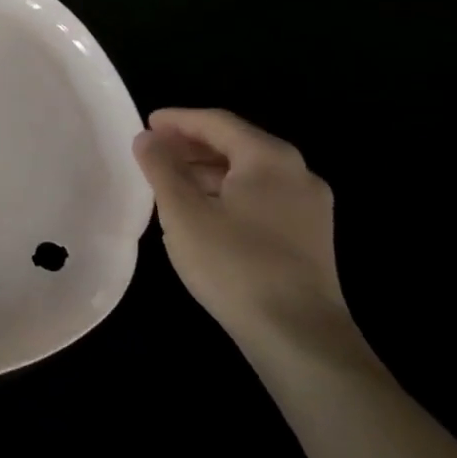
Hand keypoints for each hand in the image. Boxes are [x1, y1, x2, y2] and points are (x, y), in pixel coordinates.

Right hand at [133, 109, 352, 357]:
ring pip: (250, 172)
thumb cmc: (234, 264)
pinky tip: (203, 211)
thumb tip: (146, 138)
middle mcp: (297, 173)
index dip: (178, 120)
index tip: (146, 124)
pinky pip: (262, 196)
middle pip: (237, 144)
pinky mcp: (310, 237)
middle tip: (154, 152)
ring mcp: (309, 207)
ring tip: (171, 182)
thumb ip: (161, 168)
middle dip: (192, 144)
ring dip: (208, 170)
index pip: (217, 122)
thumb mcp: (183, 212)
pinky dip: (228, 192)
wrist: (299, 337)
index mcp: (269, 158)